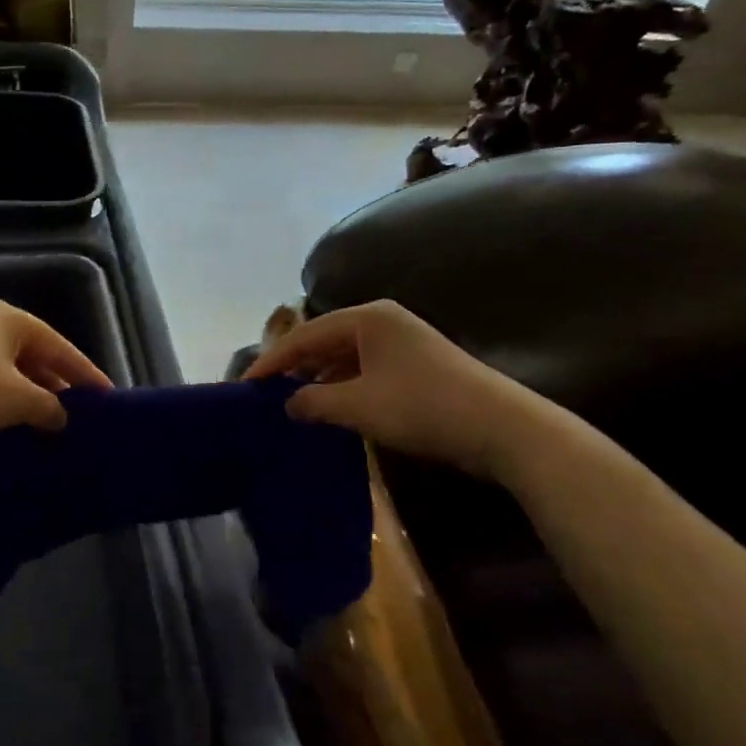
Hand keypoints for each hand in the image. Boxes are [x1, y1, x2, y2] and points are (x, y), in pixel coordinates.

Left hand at [0, 300, 110, 435]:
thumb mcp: (16, 399)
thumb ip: (48, 407)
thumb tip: (62, 417)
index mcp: (15, 320)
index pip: (63, 348)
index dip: (88, 375)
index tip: (109, 398)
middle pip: (38, 356)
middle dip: (59, 387)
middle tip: (81, 416)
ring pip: (13, 370)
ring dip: (32, 396)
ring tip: (52, 424)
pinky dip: (7, 398)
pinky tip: (14, 421)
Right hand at [244, 300, 543, 481]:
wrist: (502, 428)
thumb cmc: (422, 406)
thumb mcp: (358, 405)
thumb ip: (314, 402)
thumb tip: (288, 404)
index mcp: (367, 318)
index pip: (304, 335)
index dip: (272, 362)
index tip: (244, 385)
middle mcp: (382, 322)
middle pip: (324, 341)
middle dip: (294, 368)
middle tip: (264, 394)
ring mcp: (402, 343)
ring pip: (345, 357)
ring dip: (319, 380)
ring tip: (290, 404)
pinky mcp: (416, 367)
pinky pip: (365, 370)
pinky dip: (343, 387)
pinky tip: (330, 408)